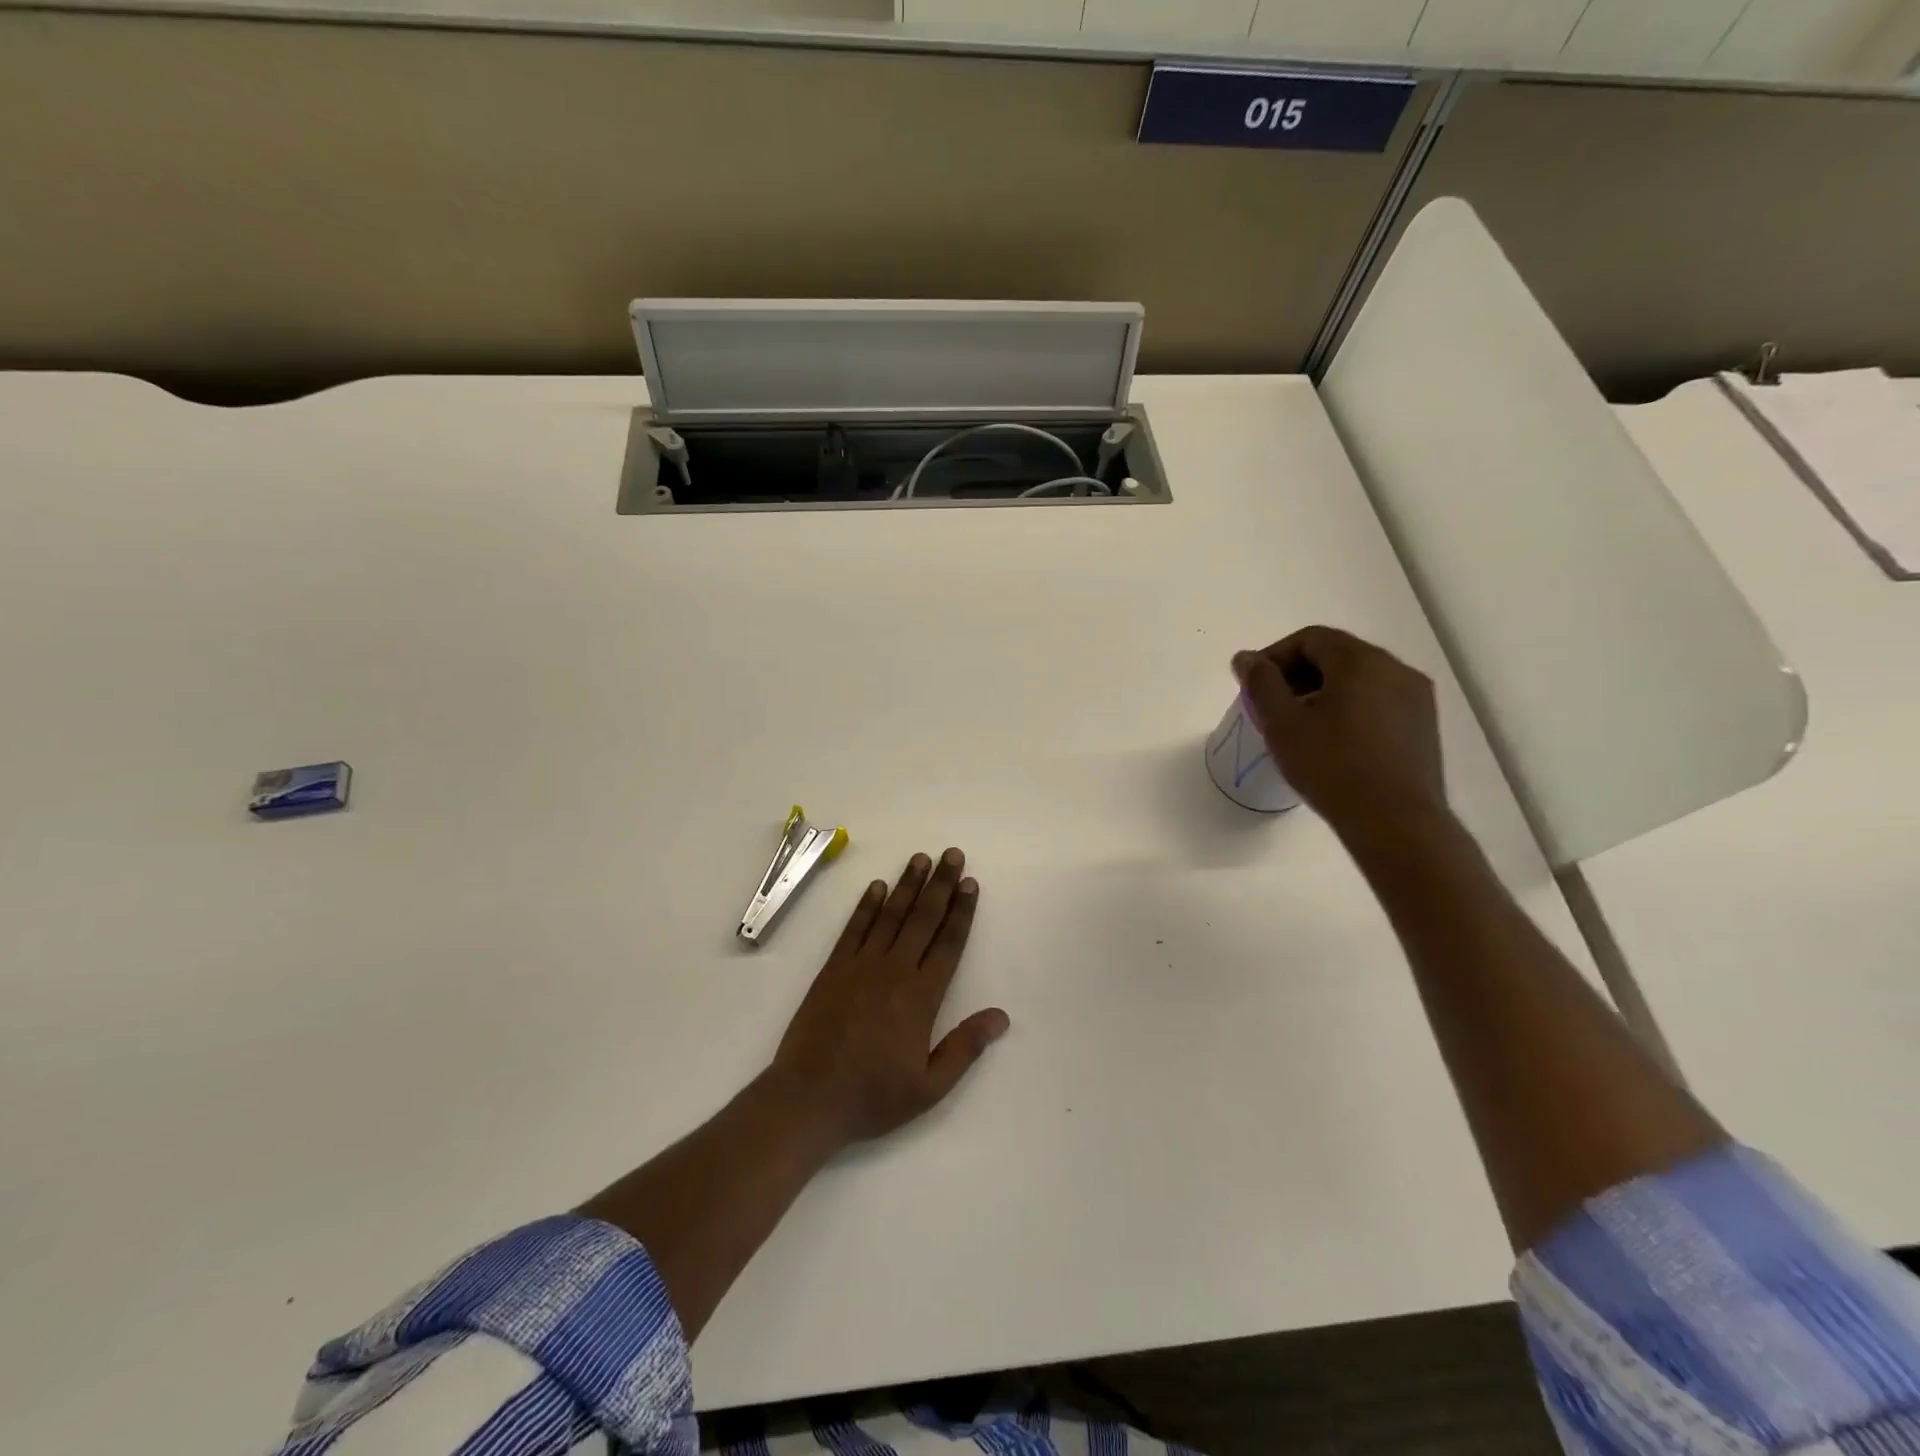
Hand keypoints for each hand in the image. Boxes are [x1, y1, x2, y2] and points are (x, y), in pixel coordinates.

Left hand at [768, 848, 1009, 1149]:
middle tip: (952, 855)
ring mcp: (860, 966)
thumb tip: (1001, 1016)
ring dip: (907, 885)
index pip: (948, 943)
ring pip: (890, 915)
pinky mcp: (833, 969)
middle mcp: (893, 971)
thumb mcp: (930, 1087)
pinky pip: (854, 928)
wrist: (808, 1099)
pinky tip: (877, 886)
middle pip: (922, 919)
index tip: (970, 883)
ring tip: (921, 858)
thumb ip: (965, 1047)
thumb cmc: (873, 1096)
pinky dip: (867, 905)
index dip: (961, 911)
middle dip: (940, 885)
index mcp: (921, 997)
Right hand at [1232, 625, 1447, 838]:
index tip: (1253, 685)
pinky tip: (1333, 741)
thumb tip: (1247, 658)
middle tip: (1271, 705)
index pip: (1311, 638)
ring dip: (1323, 692)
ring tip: (1300, 726)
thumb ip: (1261, 684)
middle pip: (1337, 655)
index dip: (1275, 656)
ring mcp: (1416, 698)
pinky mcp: (1423, 726)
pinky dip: (1349, 708)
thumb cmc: (1332, 767)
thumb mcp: (1282, 724)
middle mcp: (1396, 669)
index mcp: (1361, 661)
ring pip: (1359, 679)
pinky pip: (1378, 701)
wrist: (1395, 822)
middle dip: (1298, 674)